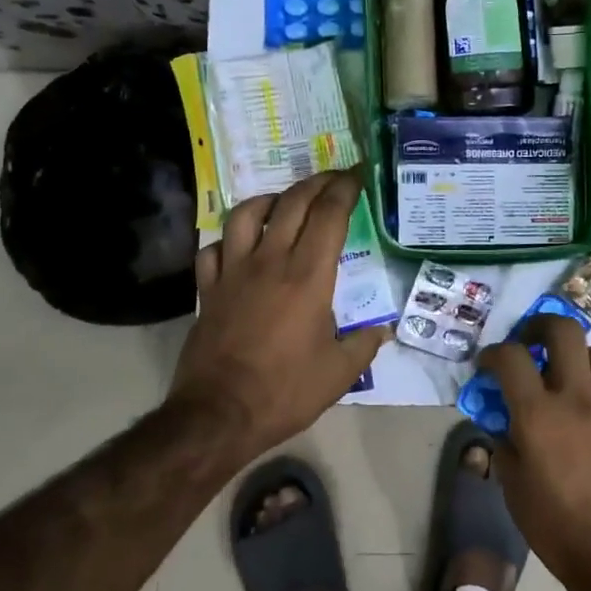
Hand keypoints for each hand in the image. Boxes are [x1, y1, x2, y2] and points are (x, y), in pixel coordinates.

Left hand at [166, 170, 389, 464]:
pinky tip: (239, 247)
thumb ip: (365, 344)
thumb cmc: (286, 392)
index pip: (329, 215)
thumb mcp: (340, 373)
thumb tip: (382, 329)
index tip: (358, 176)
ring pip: (246, 214)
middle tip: (333, 180)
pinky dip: (228, 239)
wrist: (219, 414)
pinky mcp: (208, 289)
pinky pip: (213, 248)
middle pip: (292, 203)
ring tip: (284, 203)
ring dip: (269, 200)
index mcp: (308, 277)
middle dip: (316, 183)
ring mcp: (233, 272)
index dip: (345, 189)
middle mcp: (269, 262)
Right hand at [477, 315, 590, 590]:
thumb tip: (504, 424)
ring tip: (562, 376)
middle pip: (563, 330)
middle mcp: (577, 397)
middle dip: (540, 326)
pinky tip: (586, 412)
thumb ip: (504, 444)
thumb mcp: (513, 487)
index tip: (486, 365)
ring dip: (574, 355)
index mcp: (539, 413)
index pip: (510, 356)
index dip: (492, 353)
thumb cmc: (556, 526)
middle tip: (529, 342)